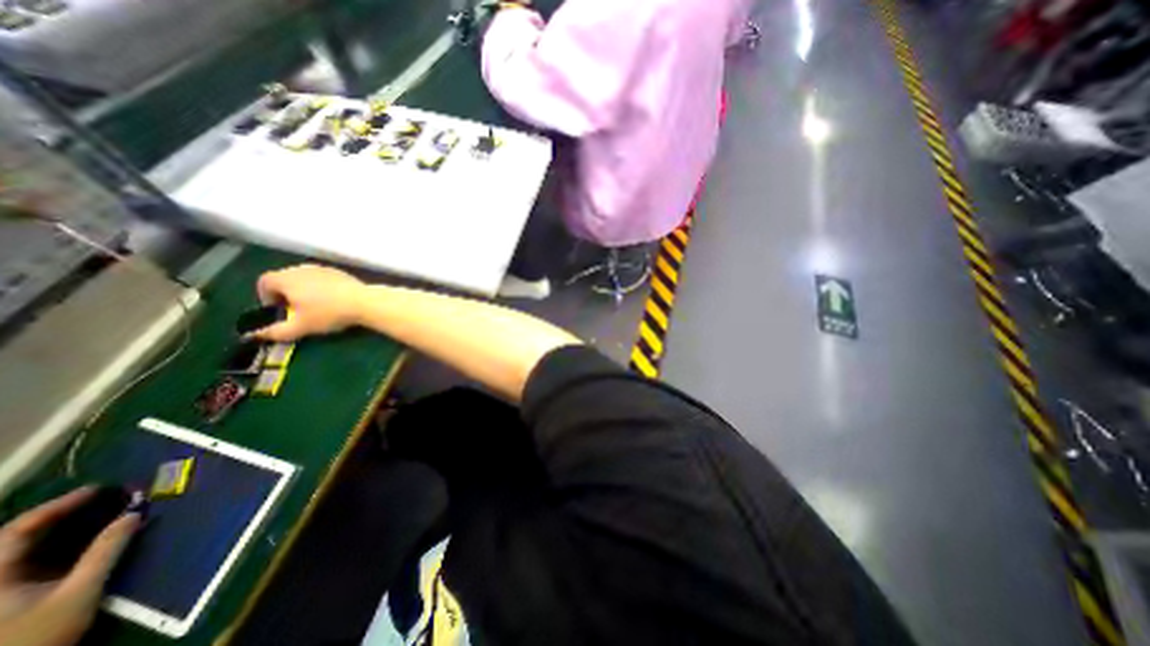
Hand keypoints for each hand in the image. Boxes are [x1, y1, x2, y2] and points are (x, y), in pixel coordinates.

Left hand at [0, 490, 139, 644]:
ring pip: (20, 552)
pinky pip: (25, 564)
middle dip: (60, 515)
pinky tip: (82, 542)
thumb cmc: (36, 636)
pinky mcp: (4, 601)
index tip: (99, 489)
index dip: (59, 505)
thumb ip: (106, 550)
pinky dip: (55, 547)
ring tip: (98, 514)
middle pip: (15, 539)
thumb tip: (134, 514)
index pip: (18, 530)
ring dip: (59, 530)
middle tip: (102, 498)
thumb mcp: (79, 592)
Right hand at [252, 262, 367, 343]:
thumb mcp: (300, 327)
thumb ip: (276, 332)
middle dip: (285, 294)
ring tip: (315, 307)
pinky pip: (323, 279)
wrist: (365, 302)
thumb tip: (257, 336)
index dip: (265, 296)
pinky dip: (321, 288)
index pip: (264, 282)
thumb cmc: (328, 313)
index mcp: (286, 278)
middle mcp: (302, 268)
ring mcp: (323, 268)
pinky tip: (333, 302)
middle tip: (295, 311)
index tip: (277, 310)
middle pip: (284, 278)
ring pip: (305, 278)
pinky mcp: (340, 272)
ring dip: (304, 291)